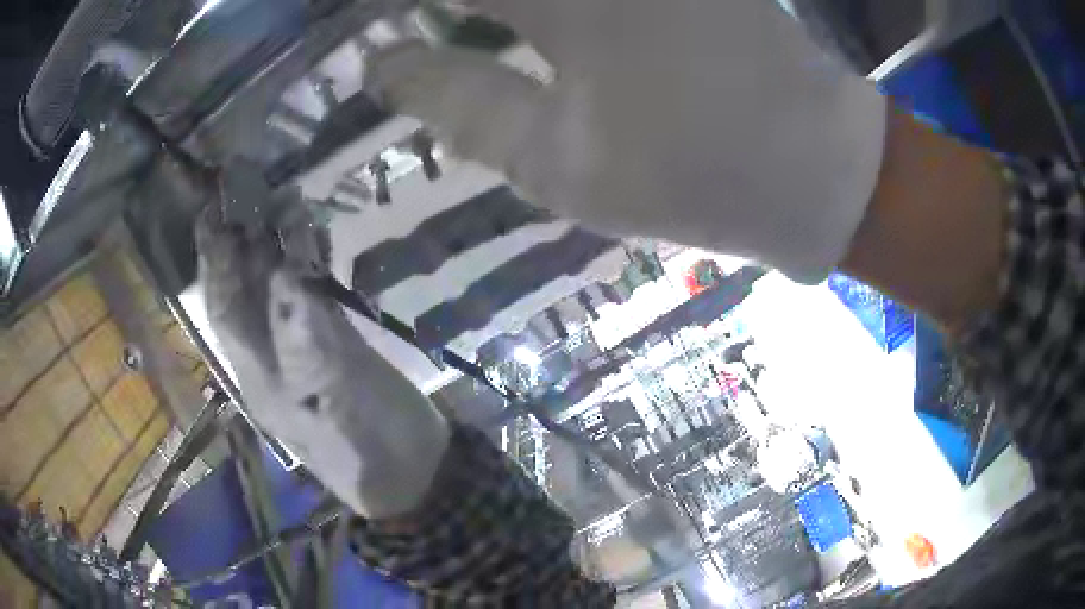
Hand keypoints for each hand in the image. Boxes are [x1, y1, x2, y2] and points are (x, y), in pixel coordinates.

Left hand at [196, 203, 448, 518]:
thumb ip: (307, 344)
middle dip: (242, 238)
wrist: (415, 470)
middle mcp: (272, 353)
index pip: (224, 308)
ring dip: (279, 241)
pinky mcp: (335, 340)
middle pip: (247, 288)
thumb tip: (286, 276)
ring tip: (284, 195)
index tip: (210, 210)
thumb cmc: (369, 449)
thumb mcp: (334, 404)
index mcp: (260, 372)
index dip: (213, 261)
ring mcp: (304, 343)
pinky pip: (314, 290)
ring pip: (280, 284)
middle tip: (246, 184)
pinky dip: (313, 258)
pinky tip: (316, 230)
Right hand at [368, 0, 886, 282]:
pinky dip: (522, 14)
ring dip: (479, 12)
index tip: (346, 22)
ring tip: (439, 34)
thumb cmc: (698, 177)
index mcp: (567, 0)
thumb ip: (459, 103)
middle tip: (388, 33)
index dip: (379, 4)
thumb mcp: (558, 163)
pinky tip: (500, 27)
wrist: (823, 170)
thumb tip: (381, 67)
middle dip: (430, 8)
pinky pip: (562, 3)